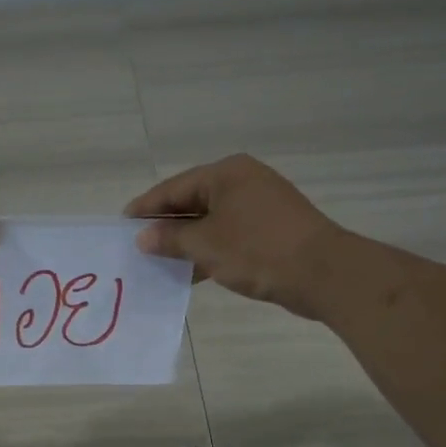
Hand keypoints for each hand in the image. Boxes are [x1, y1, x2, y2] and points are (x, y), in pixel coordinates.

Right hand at [124, 154, 341, 311]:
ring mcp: (260, 206)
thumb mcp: (205, 244)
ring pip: (211, 221)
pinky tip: (191, 272)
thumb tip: (143, 237)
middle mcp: (243, 182)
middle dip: (166, 225)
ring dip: (186, 242)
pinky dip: (209, 250)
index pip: (174, 187)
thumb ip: (170, 239)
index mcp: (226, 173)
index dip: (146, 207)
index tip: (122, 224)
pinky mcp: (271, 230)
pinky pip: (228, 236)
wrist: (323, 273)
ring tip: (158, 262)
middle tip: (137, 245)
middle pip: (193, 202)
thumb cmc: (257, 250)